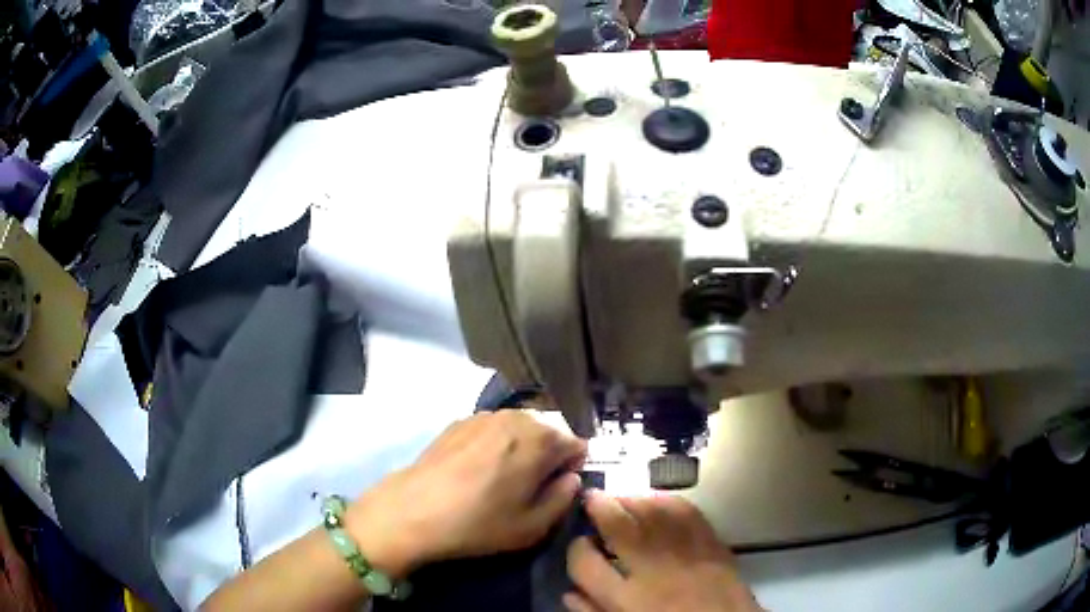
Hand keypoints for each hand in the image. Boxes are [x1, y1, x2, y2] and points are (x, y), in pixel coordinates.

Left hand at [346, 410, 586, 576]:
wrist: (414, 510)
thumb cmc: (479, 523)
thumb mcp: (534, 526)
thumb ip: (564, 498)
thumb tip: (571, 478)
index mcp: (541, 440)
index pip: (577, 444)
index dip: (572, 468)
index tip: (555, 489)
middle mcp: (517, 417)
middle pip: (549, 432)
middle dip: (547, 455)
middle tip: (528, 487)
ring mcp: (485, 415)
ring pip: (520, 428)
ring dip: (521, 448)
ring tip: (501, 477)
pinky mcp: (459, 420)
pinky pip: (493, 428)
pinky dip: (495, 443)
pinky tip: (476, 468)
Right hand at [565, 491, 761, 611]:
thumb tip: (569, 592)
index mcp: (626, 599)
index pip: (584, 562)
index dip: (575, 548)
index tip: (579, 544)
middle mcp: (652, 570)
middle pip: (618, 524)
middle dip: (599, 505)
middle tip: (592, 499)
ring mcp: (685, 552)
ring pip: (651, 510)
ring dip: (631, 498)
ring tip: (621, 499)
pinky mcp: (712, 543)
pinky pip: (686, 511)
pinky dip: (667, 500)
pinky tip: (656, 502)